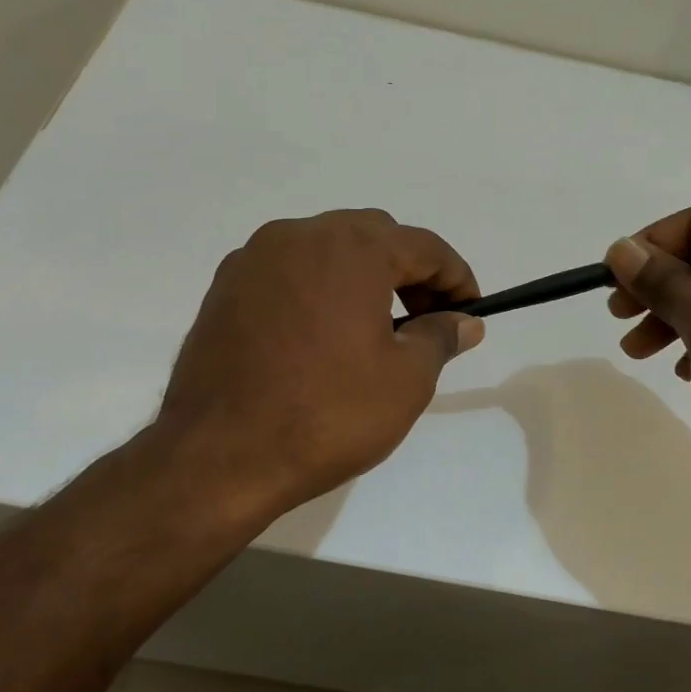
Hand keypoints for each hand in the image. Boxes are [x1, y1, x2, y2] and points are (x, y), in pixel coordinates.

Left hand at [152, 209, 483, 521]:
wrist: (221, 455)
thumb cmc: (328, 414)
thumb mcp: (406, 380)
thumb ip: (440, 338)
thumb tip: (464, 322)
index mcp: (351, 248)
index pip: (424, 246)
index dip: (457, 278)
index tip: (470, 312)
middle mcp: (299, 236)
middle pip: (373, 237)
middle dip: (408, 272)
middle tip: (424, 321)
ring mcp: (254, 259)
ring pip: (326, 250)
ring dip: (361, 277)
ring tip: (373, 330)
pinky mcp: (224, 289)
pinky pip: (288, 273)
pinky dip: (318, 290)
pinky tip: (322, 337)